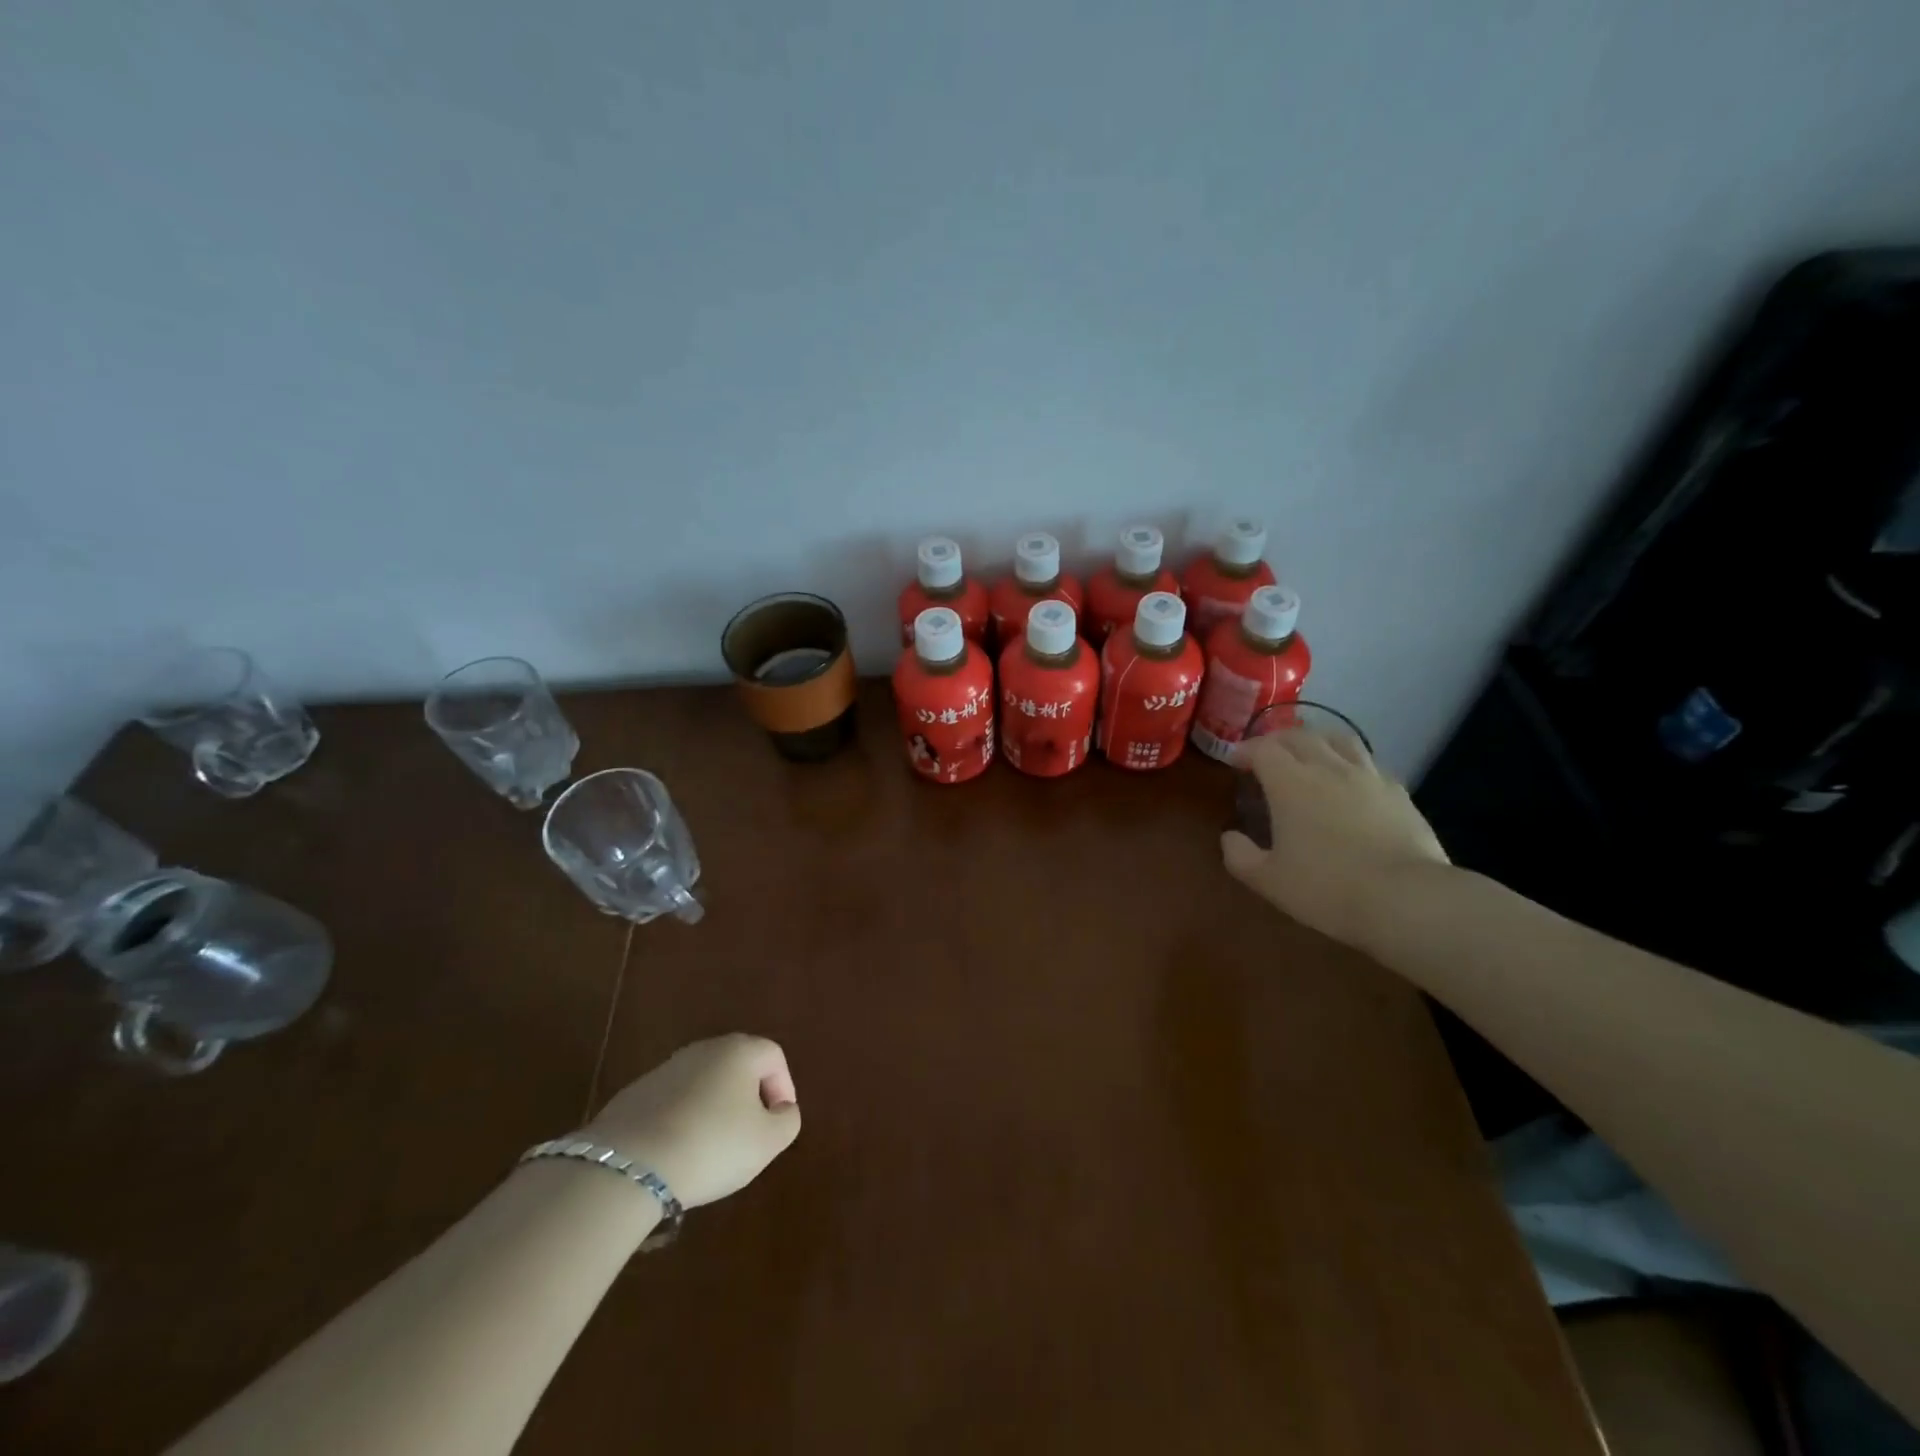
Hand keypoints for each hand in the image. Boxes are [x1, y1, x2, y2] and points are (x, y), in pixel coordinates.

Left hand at [583, 1034, 800, 1208]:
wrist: (628, 1166)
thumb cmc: (712, 1145)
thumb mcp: (768, 1141)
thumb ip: (787, 1121)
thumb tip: (782, 1110)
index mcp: (739, 1050)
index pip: (774, 1056)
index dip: (784, 1088)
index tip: (777, 1124)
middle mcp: (703, 1049)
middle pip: (738, 1067)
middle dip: (748, 1100)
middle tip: (748, 1137)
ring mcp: (665, 1069)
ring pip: (703, 1085)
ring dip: (714, 1111)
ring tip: (711, 1151)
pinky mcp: (634, 1095)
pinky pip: (673, 1104)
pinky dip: (682, 1122)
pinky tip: (677, 1154)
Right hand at [1220, 727, 1447, 945]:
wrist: (1406, 899)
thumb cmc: (1327, 888)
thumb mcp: (1268, 880)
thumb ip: (1240, 856)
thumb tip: (1230, 837)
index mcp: (1291, 783)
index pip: (1263, 749)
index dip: (1245, 750)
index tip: (1235, 761)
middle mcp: (1328, 768)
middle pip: (1300, 735)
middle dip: (1278, 740)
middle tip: (1267, 755)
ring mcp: (1369, 777)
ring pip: (1340, 739)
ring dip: (1318, 740)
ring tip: (1311, 755)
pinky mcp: (1399, 793)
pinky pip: (1370, 763)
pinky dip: (1351, 763)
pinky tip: (1351, 782)